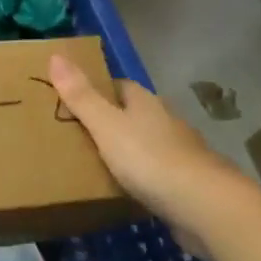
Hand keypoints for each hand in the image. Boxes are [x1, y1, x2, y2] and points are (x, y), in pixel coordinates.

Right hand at [47, 55, 253, 254]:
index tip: (71, 101)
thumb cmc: (150, 158)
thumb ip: (81, 95)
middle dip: (110, 122)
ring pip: (146, 144)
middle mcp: (165, 121)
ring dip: (127, 152)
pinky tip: (126, 192)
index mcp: (145, 102)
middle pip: (133, 115)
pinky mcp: (187, 184)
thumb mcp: (106, 125)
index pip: (119, 86)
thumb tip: (56, 55)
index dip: (96, 90)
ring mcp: (180, 153)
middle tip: (76, 136)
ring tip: (95, 165)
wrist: (204, 206)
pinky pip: (156, 174)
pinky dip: (141, 179)